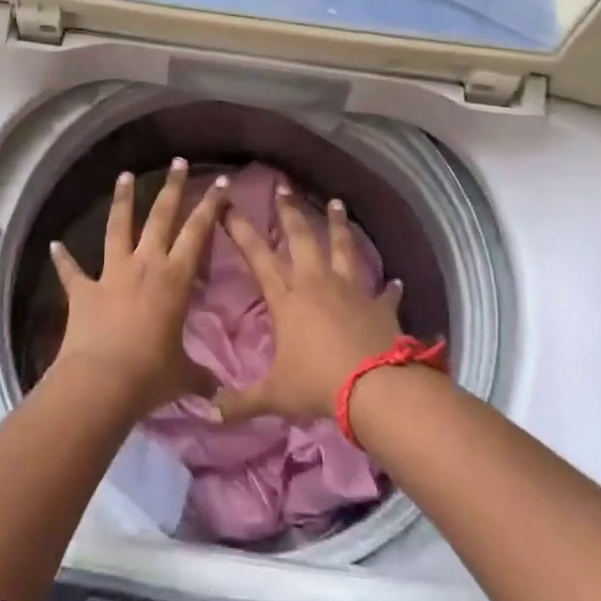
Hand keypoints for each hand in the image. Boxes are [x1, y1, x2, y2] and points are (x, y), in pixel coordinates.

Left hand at [49, 159, 228, 419]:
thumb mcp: (183, 376)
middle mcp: (145, 265)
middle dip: (172, 188)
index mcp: (175, 278)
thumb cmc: (151, 374)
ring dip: (121, 201)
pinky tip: (55, 245)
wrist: (101, 382)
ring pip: (118, 227)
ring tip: (124, 176)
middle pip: (161, 217)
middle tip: (178, 162)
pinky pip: (72, 271)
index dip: (211, 206)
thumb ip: (201, 378)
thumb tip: (221, 396)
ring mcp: (112, 274)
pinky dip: (63, 258)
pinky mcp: (83, 291)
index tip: (221, 182)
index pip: (198, 232)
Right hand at [214, 186, 404, 423]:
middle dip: (290, 212)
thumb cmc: (317, 385)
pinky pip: (385, 292)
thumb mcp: (273, 396)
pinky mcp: (378, 304)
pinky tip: (396, 281)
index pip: (258, 256)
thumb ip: (239, 402)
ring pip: (342, 248)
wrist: (374, 388)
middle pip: (301, 238)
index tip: (229, 205)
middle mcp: (316, 283)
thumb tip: (204, 412)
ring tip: (336, 203)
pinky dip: (390, 287)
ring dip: (338, 225)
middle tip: (284, 187)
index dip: (240, 230)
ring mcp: (350, 289)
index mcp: (287, 299)